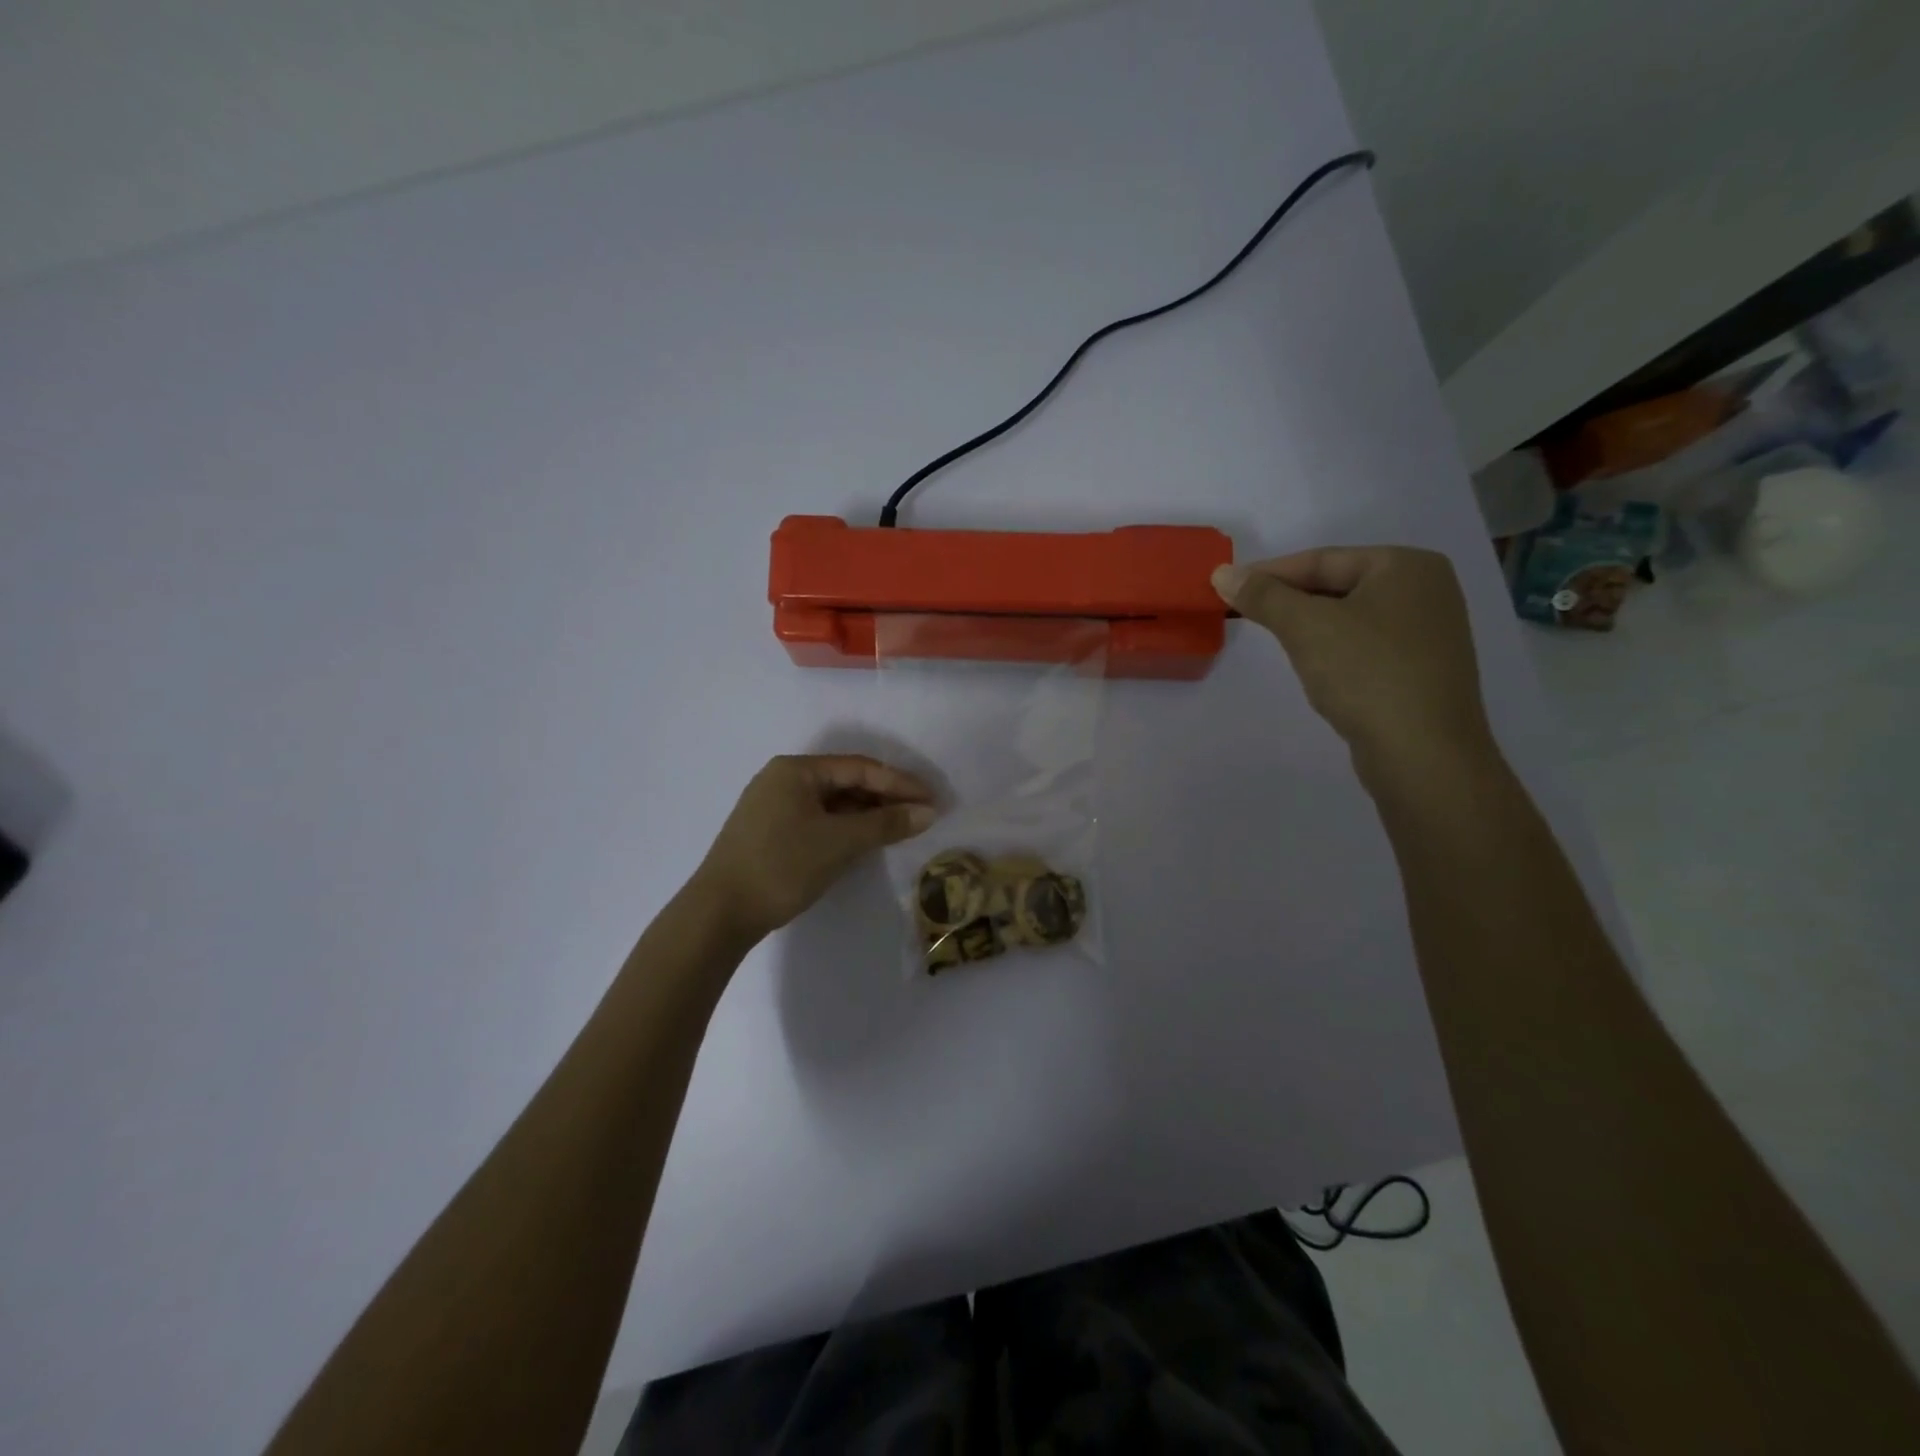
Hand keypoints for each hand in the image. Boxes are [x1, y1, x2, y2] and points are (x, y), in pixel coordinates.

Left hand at [693, 754, 938, 940]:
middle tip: (921, 816)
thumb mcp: (839, 842)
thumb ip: (886, 824)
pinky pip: (818, 819)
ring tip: (900, 829)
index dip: (900, 783)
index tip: (933, 800)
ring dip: (866, 814)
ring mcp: (773, 806)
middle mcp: (783, 779)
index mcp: (796, 770)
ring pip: (832, 803)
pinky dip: (845, 828)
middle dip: (885, 798)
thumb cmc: (781, 866)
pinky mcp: (770, 832)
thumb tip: (927, 812)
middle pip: (846, 782)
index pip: (860, 768)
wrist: (719, 913)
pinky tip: (864, 841)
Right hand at [1212, 547, 1496, 783]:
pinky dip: (1333, 649)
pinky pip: (1365, 645)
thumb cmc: (1366, 673)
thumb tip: (1223, 573)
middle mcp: (1426, 590)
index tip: (1226, 587)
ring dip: (1309, 626)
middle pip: (1337, 586)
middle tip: (1243, 612)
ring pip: (1350, 617)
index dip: (1269, 573)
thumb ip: (1263, 596)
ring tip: (1273, 637)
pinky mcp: (1422, 669)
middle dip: (1289, 600)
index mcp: (1407, 566)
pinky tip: (1314, 666)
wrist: (1423, 753)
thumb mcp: (1306, 627)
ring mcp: (1429, 632)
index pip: (1322, 560)